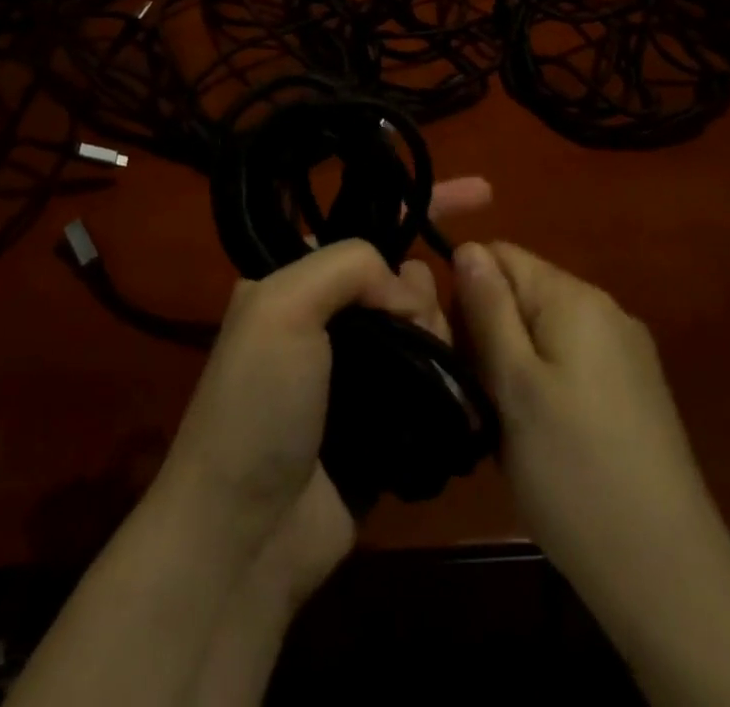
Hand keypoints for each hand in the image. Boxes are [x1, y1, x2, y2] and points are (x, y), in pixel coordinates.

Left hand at [155, 178, 491, 590]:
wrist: (246, 535)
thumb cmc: (258, 406)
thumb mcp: (283, 308)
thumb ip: (349, 267)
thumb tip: (409, 291)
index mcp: (295, 280)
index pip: (364, 224)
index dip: (419, 203)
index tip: (483, 193)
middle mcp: (327, 317)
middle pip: (404, 275)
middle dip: (424, 288)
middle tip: (415, 326)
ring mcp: (359, 370)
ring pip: (424, 323)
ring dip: (437, 335)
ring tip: (426, 367)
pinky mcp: (386, 420)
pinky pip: (432, 376)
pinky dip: (449, 374)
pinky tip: (457, 386)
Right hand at [452, 241, 713, 614]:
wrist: (668, 575)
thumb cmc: (574, 472)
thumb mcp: (514, 385)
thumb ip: (488, 309)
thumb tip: (467, 246)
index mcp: (575, 298)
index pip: (501, 255)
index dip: (466, 291)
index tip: (454, 347)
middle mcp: (605, 310)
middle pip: (523, 293)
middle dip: (489, 333)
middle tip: (478, 395)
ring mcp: (626, 352)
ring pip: (543, 332)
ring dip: (513, 364)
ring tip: (504, 423)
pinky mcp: (635, 391)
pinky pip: (570, 363)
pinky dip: (543, 386)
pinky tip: (541, 437)